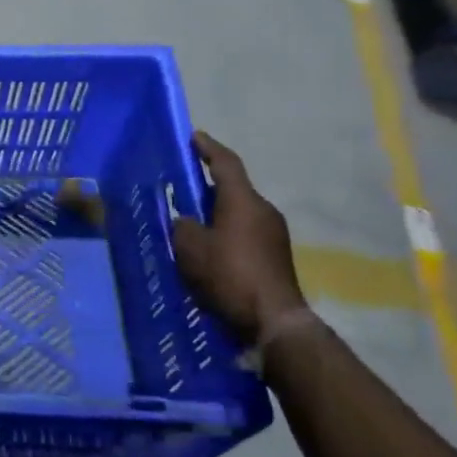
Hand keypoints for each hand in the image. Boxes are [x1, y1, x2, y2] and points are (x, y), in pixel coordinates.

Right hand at [172, 133, 305, 342]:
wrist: (272, 320)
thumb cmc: (228, 275)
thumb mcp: (191, 248)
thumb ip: (183, 226)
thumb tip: (186, 220)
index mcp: (242, 201)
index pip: (225, 163)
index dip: (207, 148)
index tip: (193, 136)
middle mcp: (263, 210)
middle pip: (232, 188)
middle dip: (207, 184)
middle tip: (181, 186)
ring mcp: (273, 233)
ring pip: (238, 211)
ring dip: (215, 211)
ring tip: (190, 220)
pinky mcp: (275, 254)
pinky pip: (244, 231)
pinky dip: (225, 230)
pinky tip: (208, 247)